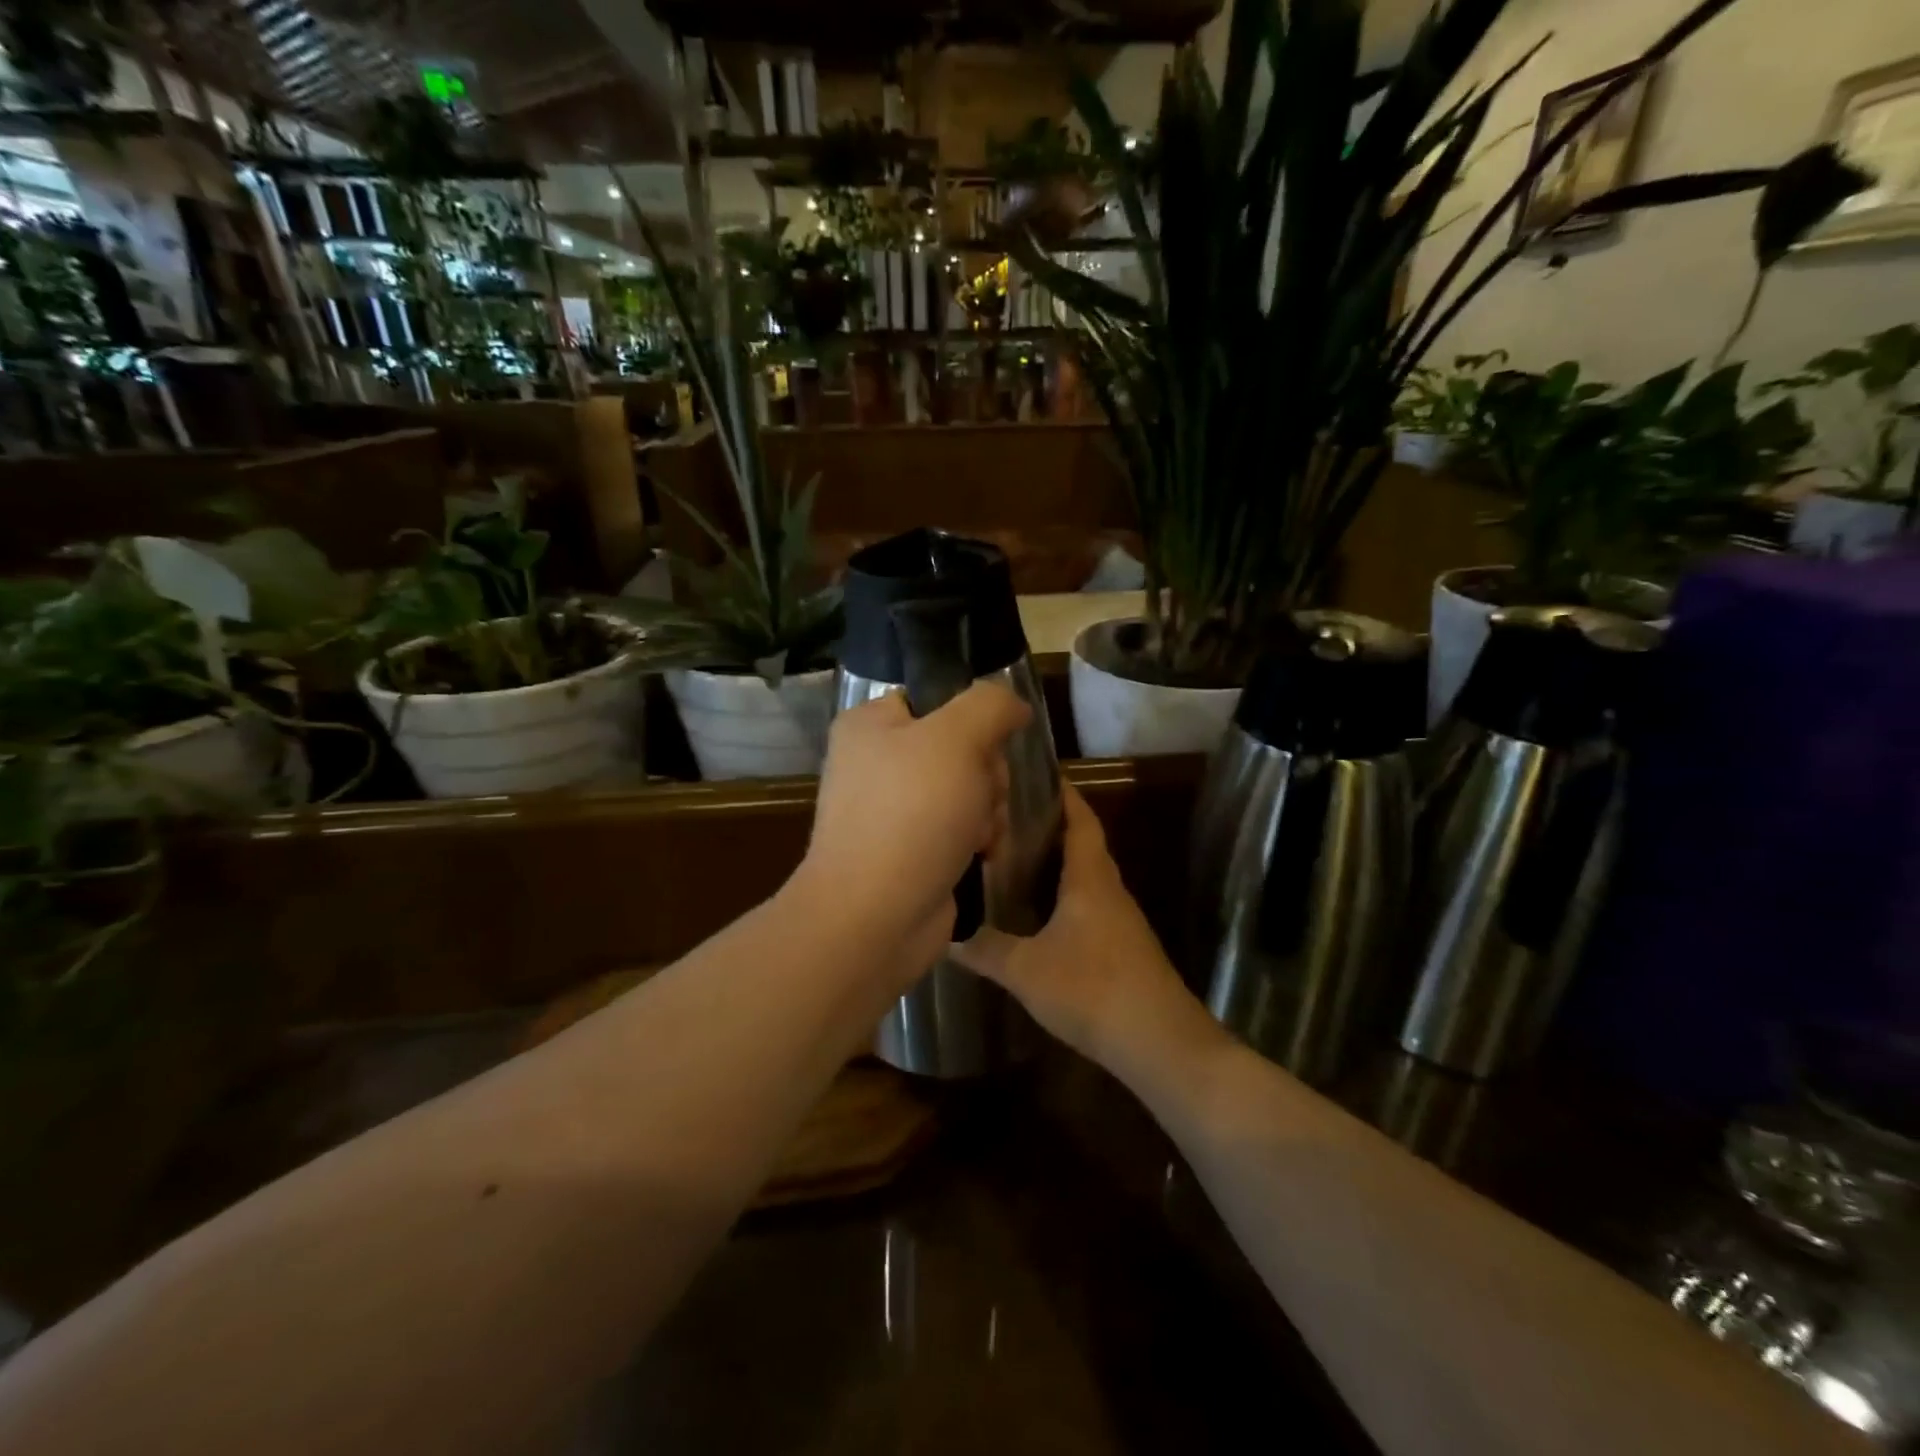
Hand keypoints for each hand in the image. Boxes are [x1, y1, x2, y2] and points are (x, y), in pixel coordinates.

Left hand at [795, 682, 1029, 978]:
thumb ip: (990, 705)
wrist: (875, 916)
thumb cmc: (911, 815)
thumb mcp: (956, 738)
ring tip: (978, 835)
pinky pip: (961, 828)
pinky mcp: (910, 851)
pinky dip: (977, 841)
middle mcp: (878, 763)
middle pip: (962, 748)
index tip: (986, 747)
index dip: (973, 720)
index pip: (937, 699)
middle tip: (981, 797)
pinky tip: (980, 856)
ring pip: (969, 790)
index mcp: (871, 725)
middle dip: (986, 776)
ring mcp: (893, 811)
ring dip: (988, 811)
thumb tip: (1014, 705)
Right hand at [954, 784, 1227, 1082]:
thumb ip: (985, 948)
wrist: (1159, 1042)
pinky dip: (1063, 896)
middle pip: (1082, 844)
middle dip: (1050, 826)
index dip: (1062, 794)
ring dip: (1056, 864)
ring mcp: (1120, 920)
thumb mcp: (1025, 969)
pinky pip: (1089, 905)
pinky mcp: (1122, 947)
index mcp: (1090, 878)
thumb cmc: (1092, 989)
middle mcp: (1109, 889)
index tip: (1035, 774)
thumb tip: (945, 933)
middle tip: (1007, 818)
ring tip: (1014, 860)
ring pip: (1085, 877)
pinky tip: (1038, 914)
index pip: (1080, 819)